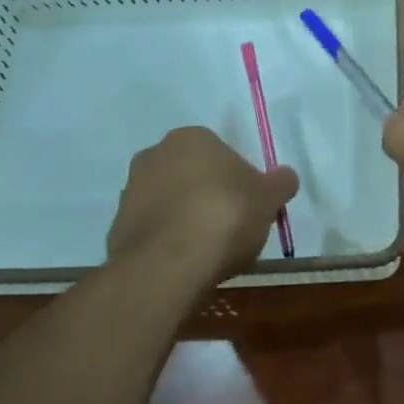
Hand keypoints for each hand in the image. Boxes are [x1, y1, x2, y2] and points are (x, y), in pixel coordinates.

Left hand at [107, 127, 298, 284]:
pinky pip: (154, 229)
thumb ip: (280, 183)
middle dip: (209, 196)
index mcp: (191, 138)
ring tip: (209, 250)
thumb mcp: (269, 199)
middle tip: (232, 227)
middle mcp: (154, 154)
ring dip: (187, 218)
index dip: (239, 180)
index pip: (222, 153)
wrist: (168, 266)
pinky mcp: (117, 226)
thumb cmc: (225, 217)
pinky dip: (169, 241)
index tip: (250, 206)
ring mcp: (130, 191)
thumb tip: (286, 176)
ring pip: (171, 202)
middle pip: (193, 175)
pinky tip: (186, 262)